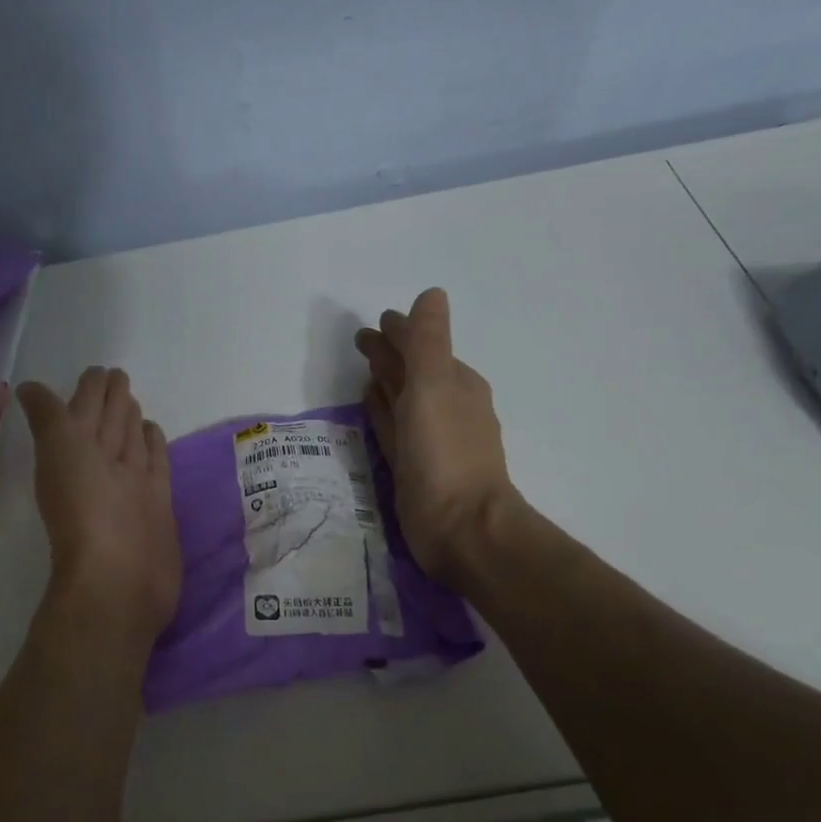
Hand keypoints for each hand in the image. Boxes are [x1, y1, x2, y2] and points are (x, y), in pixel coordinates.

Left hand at [16, 368, 181, 646]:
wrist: (120, 579)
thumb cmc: (87, 513)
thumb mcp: (60, 454)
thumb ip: (49, 420)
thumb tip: (29, 388)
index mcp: (76, 453)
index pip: (83, 411)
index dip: (88, 392)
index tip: (96, 371)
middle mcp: (103, 467)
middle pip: (108, 425)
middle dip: (110, 400)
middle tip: (117, 375)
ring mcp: (131, 487)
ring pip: (130, 443)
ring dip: (130, 421)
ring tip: (132, 400)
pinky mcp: (157, 504)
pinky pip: (155, 466)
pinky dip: (154, 448)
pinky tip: (155, 432)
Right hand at [354, 288, 527, 586]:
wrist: (460, 526)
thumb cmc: (446, 453)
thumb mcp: (435, 386)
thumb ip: (428, 341)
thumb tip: (431, 295)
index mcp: (456, 384)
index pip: (423, 346)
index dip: (400, 331)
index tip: (377, 321)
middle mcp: (446, 407)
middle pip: (412, 371)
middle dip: (390, 353)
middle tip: (360, 340)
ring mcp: (430, 440)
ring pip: (403, 400)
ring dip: (387, 382)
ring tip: (364, 369)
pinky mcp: (414, 467)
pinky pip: (394, 429)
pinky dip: (383, 414)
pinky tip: (371, 406)